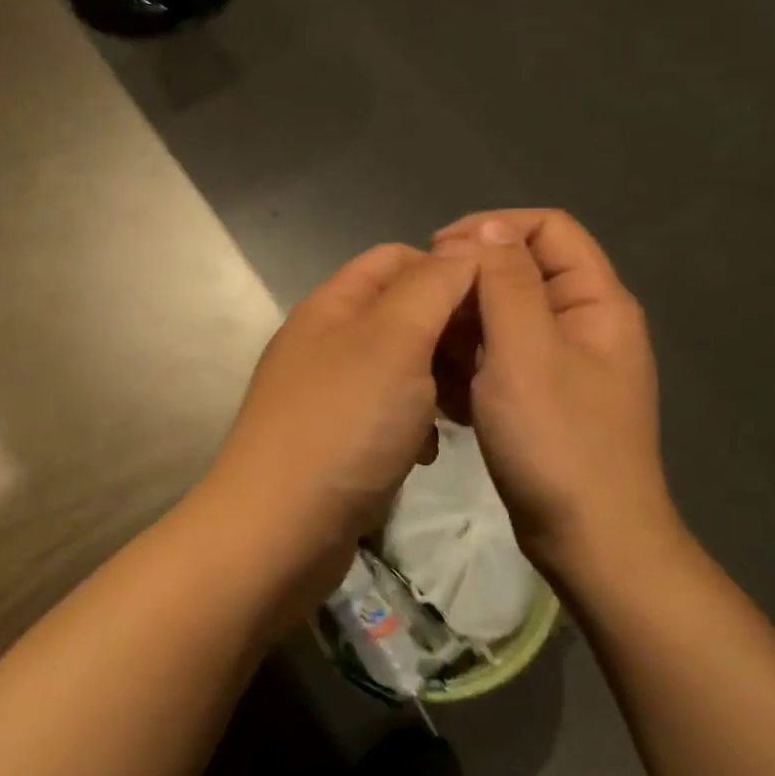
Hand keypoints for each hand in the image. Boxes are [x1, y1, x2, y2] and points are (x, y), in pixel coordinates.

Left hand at [197, 244, 478, 610]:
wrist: (278, 529)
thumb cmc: (344, 423)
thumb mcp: (396, 340)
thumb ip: (433, 286)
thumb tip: (467, 246)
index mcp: (333, 303)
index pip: (398, 258)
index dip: (450, 270)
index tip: (497, 306)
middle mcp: (325, 339)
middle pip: (401, 312)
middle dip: (448, 332)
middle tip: (488, 368)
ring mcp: (326, 391)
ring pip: (399, 365)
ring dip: (437, 381)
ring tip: (463, 412)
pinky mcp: (333, 438)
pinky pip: (385, 412)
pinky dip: (414, 422)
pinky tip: (428, 451)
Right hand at [431, 209, 683, 590]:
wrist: (589, 540)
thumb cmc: (557, 440)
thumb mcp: (525, 351)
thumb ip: (506, 282)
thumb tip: (489, 229)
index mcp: (595, 301)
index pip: (548, 228)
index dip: (492, 227)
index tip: (439, 252)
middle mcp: (583, 323)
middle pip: (521, 271)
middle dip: (469, 281)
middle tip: (422, 308)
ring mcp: (562, 363)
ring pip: (503, 317)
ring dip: (462, 327)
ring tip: (425, 352)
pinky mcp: (541, 396)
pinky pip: (499, 357)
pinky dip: (469, 363)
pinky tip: (442, 388)